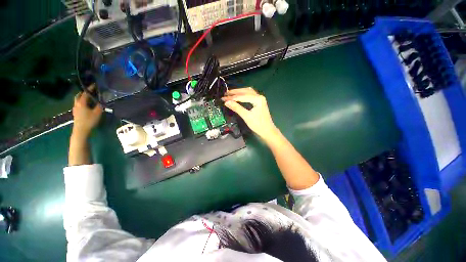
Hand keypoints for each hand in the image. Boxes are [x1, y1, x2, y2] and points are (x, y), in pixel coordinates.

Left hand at [72, 85, 102, 138]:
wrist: (81, 130)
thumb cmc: (89, 121)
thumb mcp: (97, 113)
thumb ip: (99, 106)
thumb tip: (101, 101)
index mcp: (82, 102)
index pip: (86, 93)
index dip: (90, 89)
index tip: (94, 85)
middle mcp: (77, 104)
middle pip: (79, 96)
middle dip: (84, 92)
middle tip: (90, 91)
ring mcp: (75, 109)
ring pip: (77, 100)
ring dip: (82, 97)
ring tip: (89, 98)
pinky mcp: (76, 113)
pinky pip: (78, 105)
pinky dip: (82, 102)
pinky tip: (86, 105)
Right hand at [222, 87, 278, 141]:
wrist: (267, 131)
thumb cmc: (258, 125)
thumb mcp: (246, 116)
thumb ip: (237, 108)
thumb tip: (226, 102)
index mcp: (258, 99)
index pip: (242, 96)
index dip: (232, 97)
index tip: (223, 98)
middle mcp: (259, 96)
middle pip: (245, 91)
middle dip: (235, 92)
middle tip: (225, 94)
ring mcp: (260, 99)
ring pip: (248, 92)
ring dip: (239, 92)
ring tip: (230, 94)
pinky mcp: (259, 102)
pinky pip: (250, 95)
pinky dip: (243, 94)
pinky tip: (238, 96)